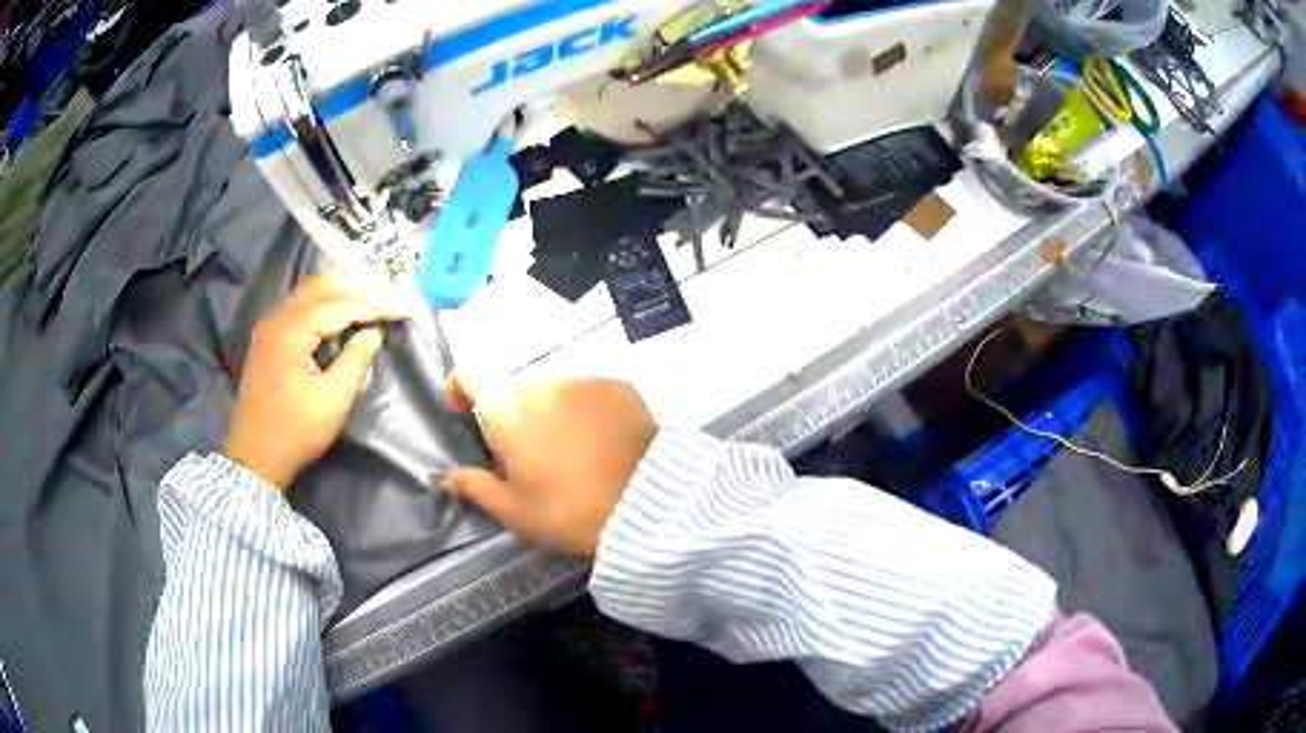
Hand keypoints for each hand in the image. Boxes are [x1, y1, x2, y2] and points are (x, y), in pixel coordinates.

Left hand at [224, 275, 399, 489]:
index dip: (373, 304)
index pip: (339, 306)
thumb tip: (372, 335)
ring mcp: (268, 328)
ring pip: (306, 294)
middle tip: (385, 296)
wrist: (254, 459)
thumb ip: (355, 362)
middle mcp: (277, 319)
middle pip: (319, 288)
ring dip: (336, 292)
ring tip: (366, 298)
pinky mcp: (266, 340)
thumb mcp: (332, 402)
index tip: (401, 306)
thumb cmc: (294, 432)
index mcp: (291, 331)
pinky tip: (335, 313)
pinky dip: (320, 304)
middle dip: (354, 288)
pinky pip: (296, 307)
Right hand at [440, 376, 657, 557]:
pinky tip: (599, 443)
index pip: (470, 374)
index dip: (459, 388)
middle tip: (527, 456)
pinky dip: (584, 411)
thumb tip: (447, 477)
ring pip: (553, 392)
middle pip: (514, 390)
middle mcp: (543, 383)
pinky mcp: (619, 386)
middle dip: (512, 416)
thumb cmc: (568, 511)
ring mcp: (584, 381)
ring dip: (550, 413)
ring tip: (569, 452)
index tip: (461, 412)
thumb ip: (475, 487)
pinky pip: (588, 393)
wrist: (646, 507)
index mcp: (508, 409)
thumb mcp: (515, 510)